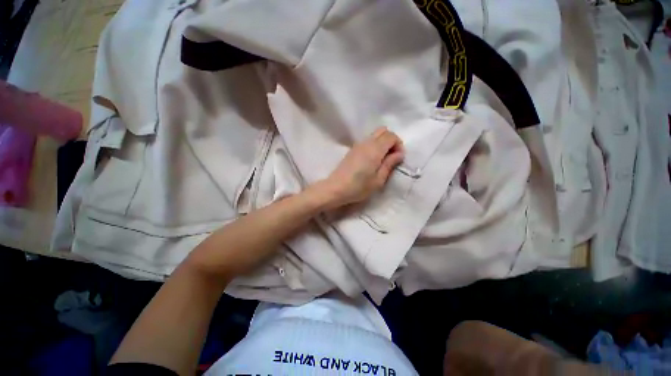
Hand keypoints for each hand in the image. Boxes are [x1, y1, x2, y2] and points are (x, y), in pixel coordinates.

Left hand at [320, 127, 403, 208]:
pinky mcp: (352, 149)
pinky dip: (374, 145)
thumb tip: (399, 154)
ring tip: (382, 160)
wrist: (336, 188)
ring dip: (382, 143)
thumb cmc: (359, 187)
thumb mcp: (378, 180)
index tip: (398, 158)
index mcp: (374, 149)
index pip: (391, 136)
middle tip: (392, 157)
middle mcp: (366, 143)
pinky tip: (372, 160)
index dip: (398, 144)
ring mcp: (357, 145)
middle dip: (391, 140)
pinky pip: (367, 141)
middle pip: (383, 131)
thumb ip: (389, 164)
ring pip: (374, 135)